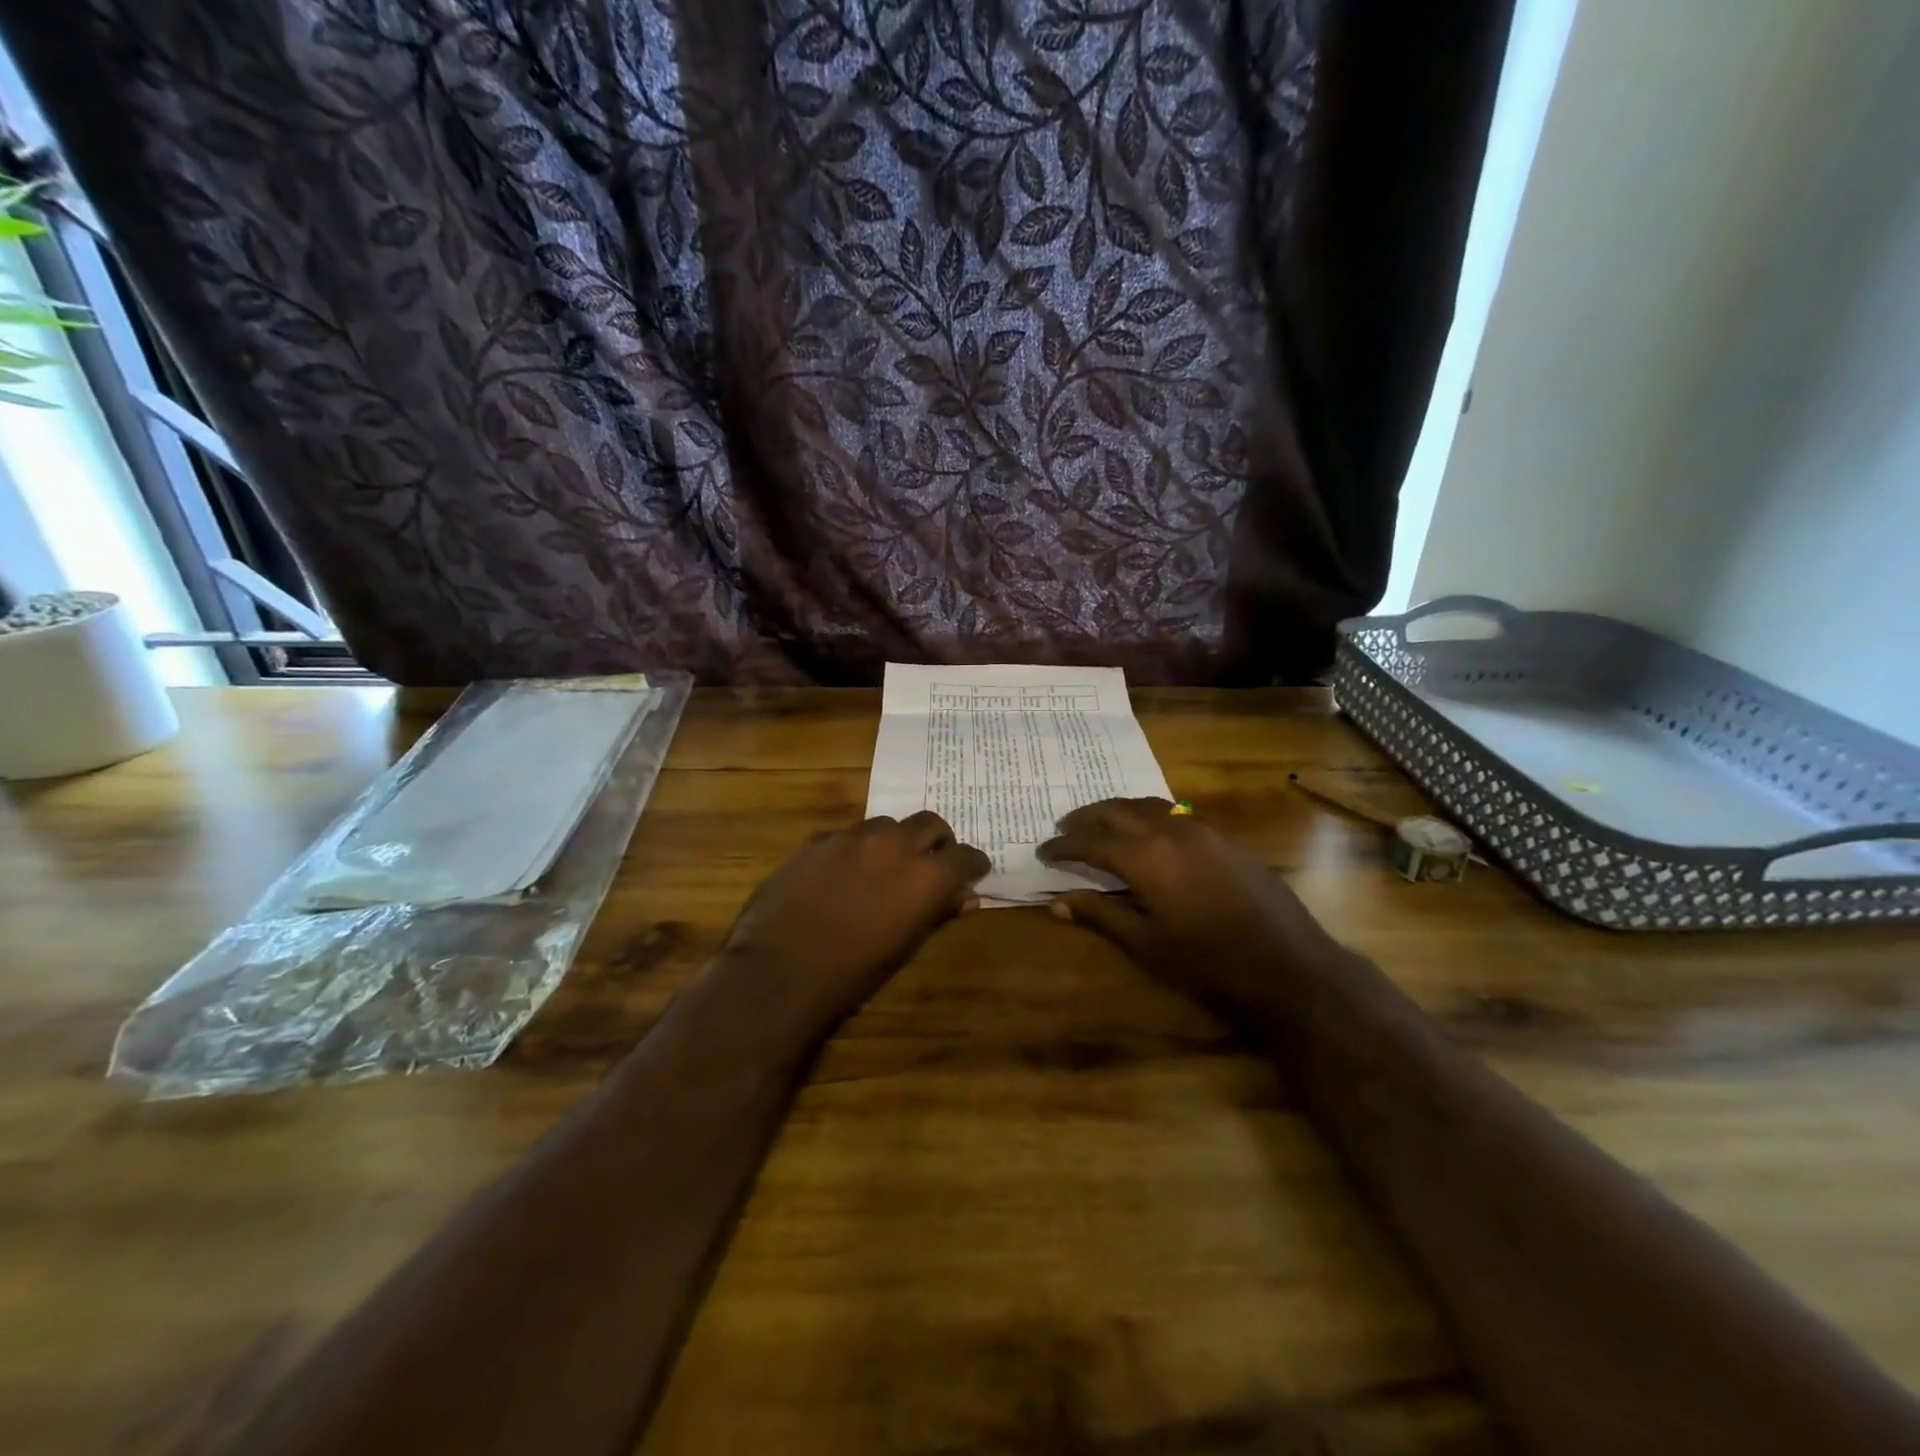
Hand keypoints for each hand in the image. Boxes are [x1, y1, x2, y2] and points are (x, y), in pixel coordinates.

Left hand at [717, 811, 990, 1040]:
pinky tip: (843, 874)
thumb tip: (965, 898)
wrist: (781, 970)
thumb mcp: (905, 946)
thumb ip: (938, 913)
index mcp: (925, 875)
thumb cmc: (853, 972)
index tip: (973, 872)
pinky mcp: (818, 839)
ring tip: (884, 866)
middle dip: (937, 841)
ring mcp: (853, 836)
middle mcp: (894, 844)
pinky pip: (848, 835)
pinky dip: (857, 849)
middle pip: (930, 823)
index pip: (965, 856)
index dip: (972, 864)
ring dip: (895, 841)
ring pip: (887, 824)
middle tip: (932, 862)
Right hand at [1038, 798, 1351, 1010]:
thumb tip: (1056, 904)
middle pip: (1117, 811)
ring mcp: (1202, 830)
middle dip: (1086, 818)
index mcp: (1145, 856)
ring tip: (1100, 823)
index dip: (1064, 845)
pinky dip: (1149, 816)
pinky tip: (1148, 833)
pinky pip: (1175, 814)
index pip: (1092, 841)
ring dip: (1118, 811)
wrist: (1287, 964)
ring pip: (1149, 805)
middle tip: (1064, 827)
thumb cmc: (1207, 962)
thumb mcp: (1146, 944)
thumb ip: (1100, 916)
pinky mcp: (1224, 838)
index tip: (1043, 850)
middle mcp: (1170, 831)